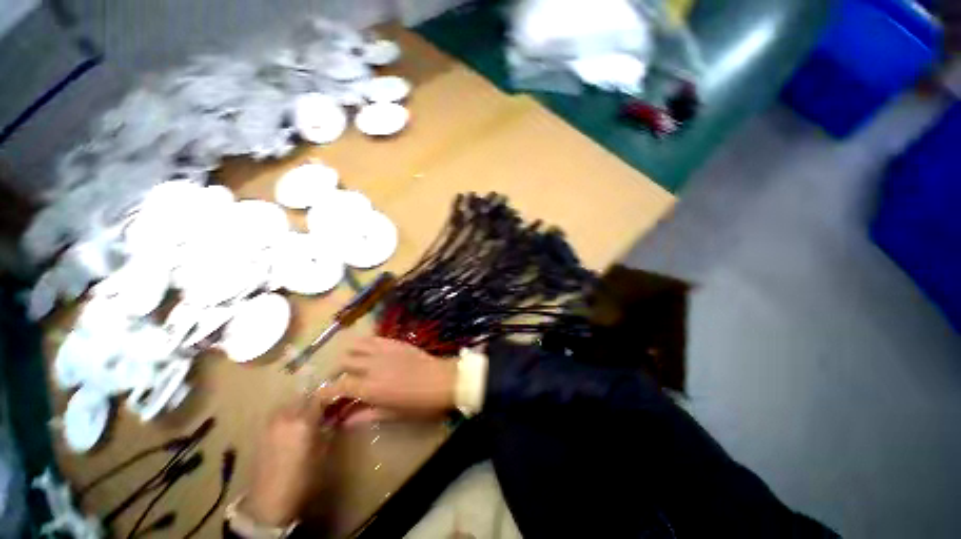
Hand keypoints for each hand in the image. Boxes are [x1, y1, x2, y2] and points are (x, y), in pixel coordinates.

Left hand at [245, 393, 330, 526]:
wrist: (269, 501)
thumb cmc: (303, 477)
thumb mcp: (323, 450)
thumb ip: (330, 426)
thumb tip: (338, 413)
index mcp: (302, 419)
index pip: (322, 395)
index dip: (334, 395)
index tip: (343, 398)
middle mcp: (285, 415)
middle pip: (305, 395)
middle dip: (318, 398)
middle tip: (329, 406)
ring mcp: (271, 422)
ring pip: (292, 402)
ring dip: (304, 404)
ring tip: (314, 414)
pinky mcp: (263, 430)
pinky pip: (281, 413)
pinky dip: (292, 412)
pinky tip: (298, 424)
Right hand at [328, 337, 456, 422]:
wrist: (442, 380)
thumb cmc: (419, 403)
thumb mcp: (393, 415)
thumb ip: (366, 416)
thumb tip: (345, 421)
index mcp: (370, 388)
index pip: (337, 387)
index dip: (325, 392)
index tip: (321, 397)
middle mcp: (372, 366)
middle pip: (343, 363)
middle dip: (336, 373)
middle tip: (340, 381)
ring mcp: (383, 351)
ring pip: (354, 347)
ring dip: (348, 355)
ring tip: (352, 364)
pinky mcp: (394, 342)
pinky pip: (372, 338)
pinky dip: (363, 344)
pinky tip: (366, 351)